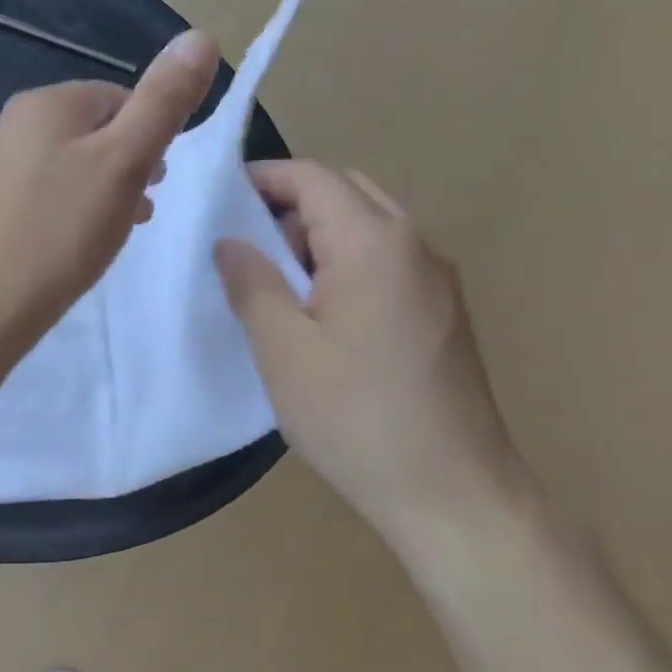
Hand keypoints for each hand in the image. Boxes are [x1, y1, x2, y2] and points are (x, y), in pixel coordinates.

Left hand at [0, 30, 219, 348]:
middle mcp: (10, 123)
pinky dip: (71, 206)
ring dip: (103, 187)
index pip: (119, 98)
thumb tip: (199, 36)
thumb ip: (163, 102)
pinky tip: (79, 240)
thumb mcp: (126, 162)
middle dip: (127, 163)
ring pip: (69, 162)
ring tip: (116, 228)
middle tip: (141, 208)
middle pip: (93, 130)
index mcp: (44, 103)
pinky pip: (45, 190)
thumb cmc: (63, 231)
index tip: (158, 181)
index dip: (149, 137)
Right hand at [214, 160, 523, 550]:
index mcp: (374, 243)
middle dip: (291, 206)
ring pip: (369, 227)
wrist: (453, 494)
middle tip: (248, 250)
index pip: (313, 177)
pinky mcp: (443, 313)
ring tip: (279, 288)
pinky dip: (347, 264)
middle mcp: (415, 246)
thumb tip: (230, 242)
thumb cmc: (356, 416)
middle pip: (346, 193)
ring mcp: (437, 280)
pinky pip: (387, 262)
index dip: (263, 178)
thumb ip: (252, 283)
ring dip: (320, 238)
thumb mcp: (283, 349)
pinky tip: (323, 316)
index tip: (218, 201)